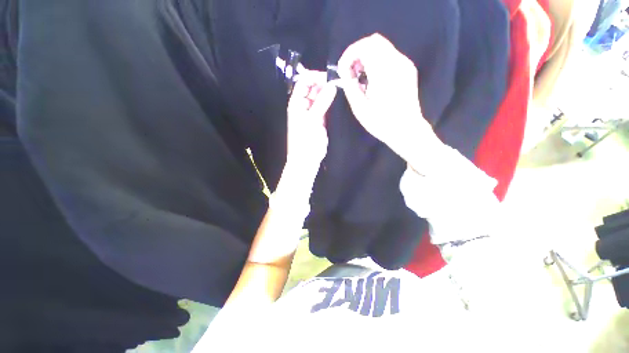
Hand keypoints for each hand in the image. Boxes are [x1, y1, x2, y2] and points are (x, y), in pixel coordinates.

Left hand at [284, 71, 337, 178]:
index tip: (329, 78)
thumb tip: (332, 85)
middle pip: (313, 88)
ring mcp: (312, 113)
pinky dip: (331, 104)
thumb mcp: (312, 120)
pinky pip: (325, 108)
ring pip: (320, 98)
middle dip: (324, 85)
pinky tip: (339, 102)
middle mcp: (304, 106)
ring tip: (341, 92)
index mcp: (296, 103)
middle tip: (338, 85)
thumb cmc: (305, 141)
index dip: (315, 77)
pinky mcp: (320, 120)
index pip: (304, 82)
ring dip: (329, 94)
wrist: (307, 159)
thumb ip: (322, 102)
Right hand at [337, 33, 441, 172]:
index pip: (364, 46)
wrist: (406, 130)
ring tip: (359, 77)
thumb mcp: (359, 108)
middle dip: (357, 53)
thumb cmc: (381, 122)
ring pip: (382, 47)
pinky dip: (376, 60)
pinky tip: (372, 79)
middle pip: (374, 41)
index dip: (349, 54)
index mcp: (384, 72)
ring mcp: (404, 64)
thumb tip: (345, 73)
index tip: (342, 69)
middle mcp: (397, 62)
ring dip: (366, 56)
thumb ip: (350, 86)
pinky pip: (389, 55)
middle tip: (350, 72)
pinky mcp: (408, 69)